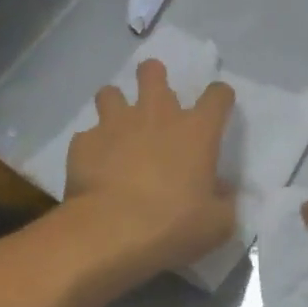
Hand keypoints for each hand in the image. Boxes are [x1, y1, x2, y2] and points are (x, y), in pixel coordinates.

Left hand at [64, 59, 236, 285]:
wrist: (111, 233)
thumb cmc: (174, 225)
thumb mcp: (217, 223)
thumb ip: (223, 201)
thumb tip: (220, 189)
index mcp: (197, 131)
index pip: (218, 96)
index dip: (220, 97)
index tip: (218, 107)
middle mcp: (157, 116)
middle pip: (153, 73)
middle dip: (153, 76)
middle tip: (155, 96)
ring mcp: (116, 125)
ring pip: (110, 93)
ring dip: (115, 104)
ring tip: (117, 126)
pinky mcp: (84, 143)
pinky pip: (87, 135)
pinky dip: (92, 146)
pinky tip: (94, 165)